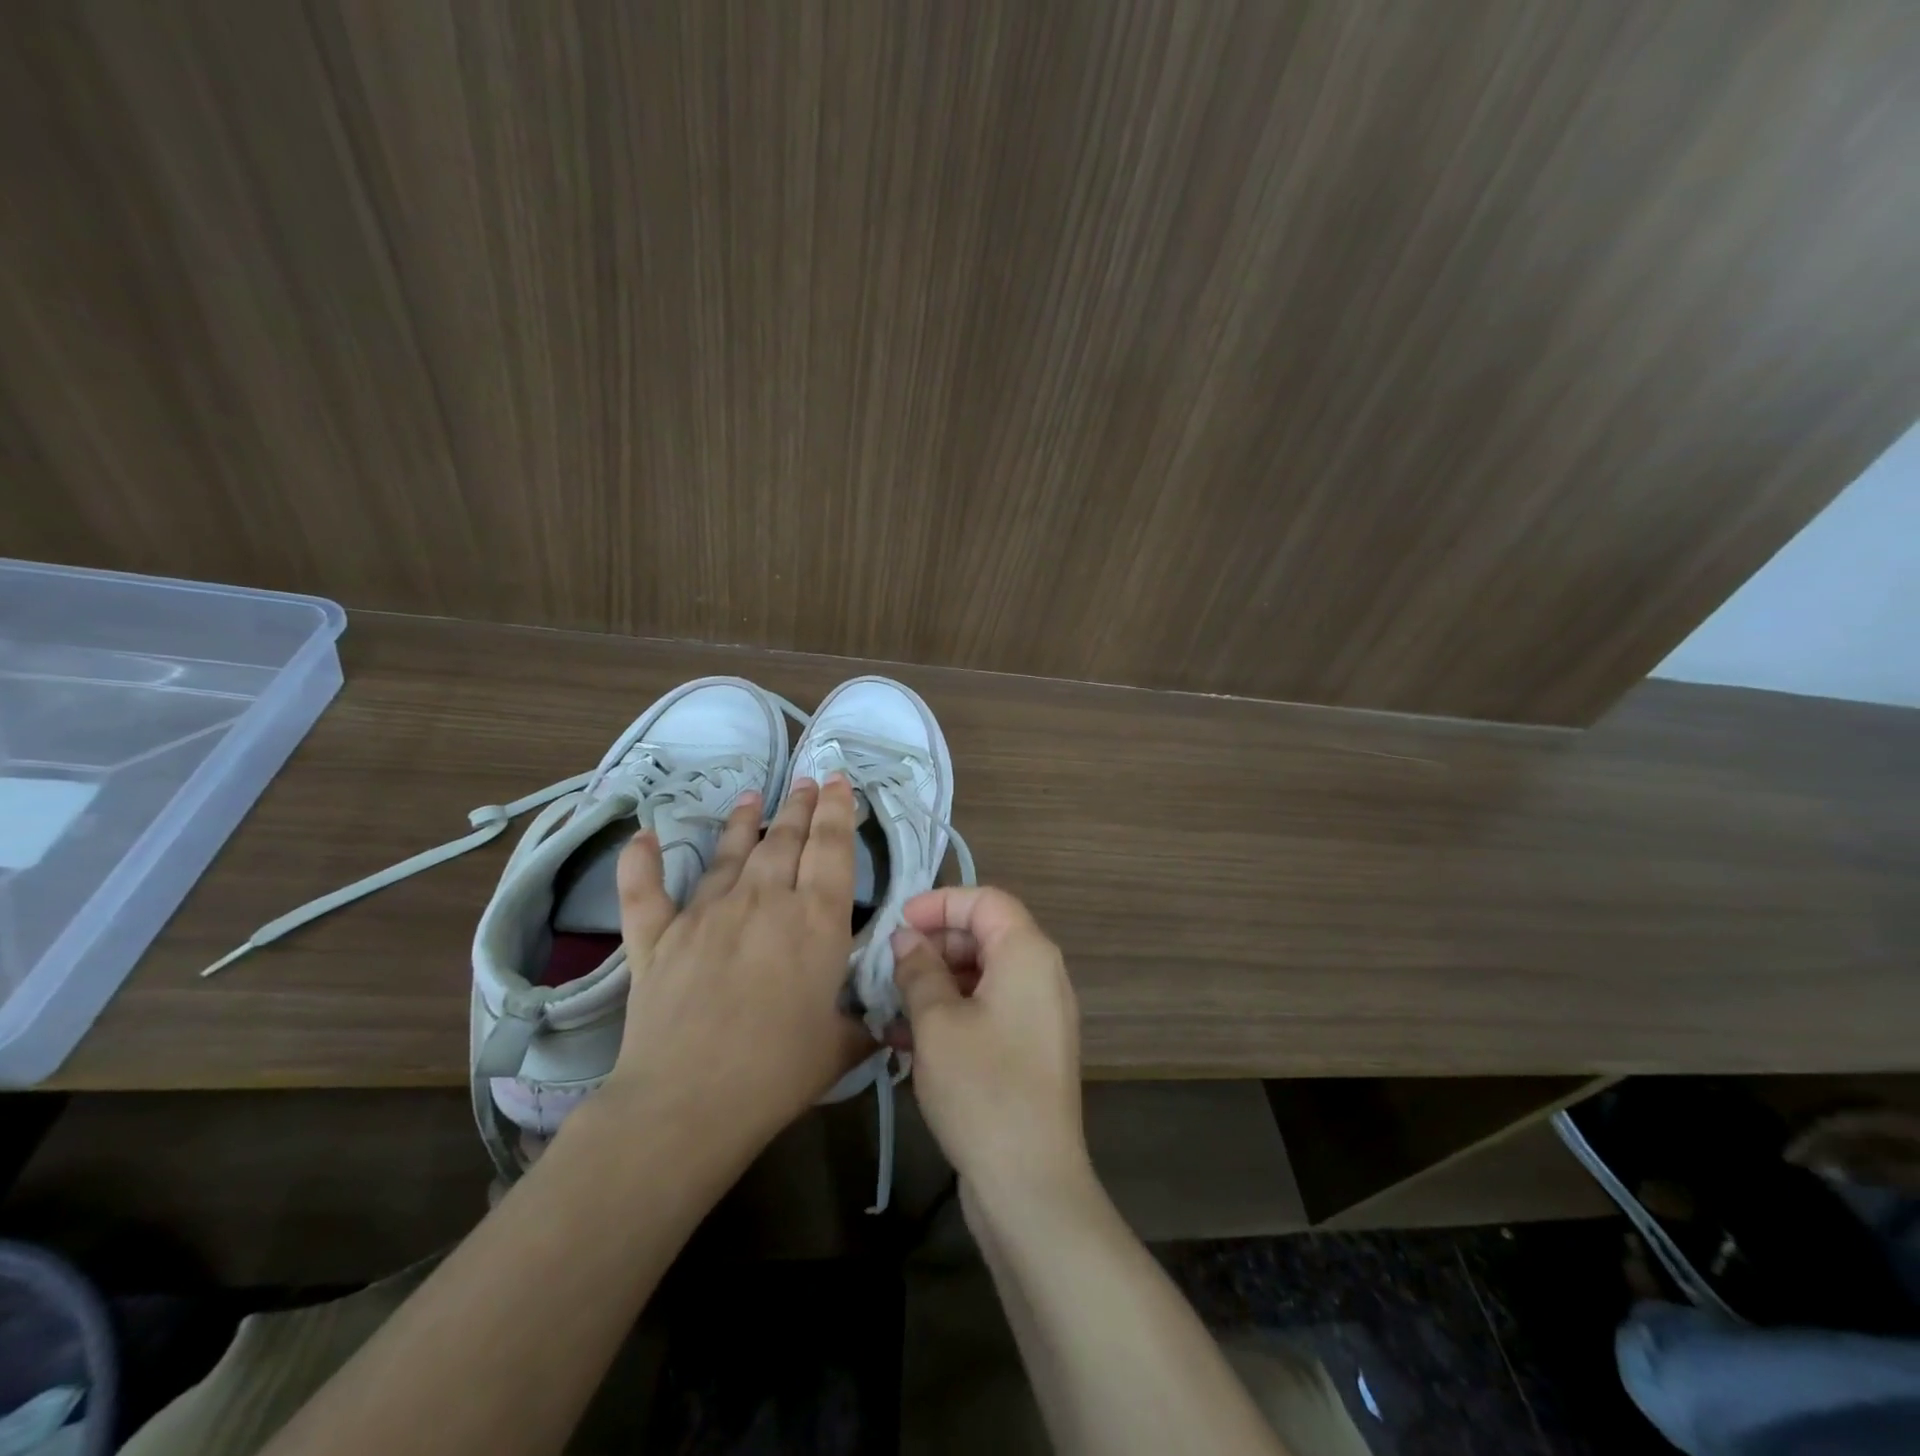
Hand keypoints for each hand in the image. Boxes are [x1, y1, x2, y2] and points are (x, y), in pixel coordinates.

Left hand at [601, 777, 869, 1158]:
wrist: (687, 1103)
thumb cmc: (778, 1073)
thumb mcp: (841, 1046)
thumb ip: (864, 1023)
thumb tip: (888, 1021)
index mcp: (816, 920)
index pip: (832, 848)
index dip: (837, 810)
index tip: (836, 781)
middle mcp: (764, 901)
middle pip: (785, 840)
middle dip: (798, 806)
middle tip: (805, 780)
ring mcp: (706, 914)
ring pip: (729, 854)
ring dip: (744, 822)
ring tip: (753, 796)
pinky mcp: (658, 938)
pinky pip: (645, 892)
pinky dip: (641, 864)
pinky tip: (643, 836)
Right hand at [890, 887, 1091, 1209]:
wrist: (1030, 1184)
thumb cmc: (982, 1087)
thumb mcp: (937, 1022)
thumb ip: (918, 969)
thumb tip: (906, 939)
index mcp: (1027, 953)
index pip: (985, 900)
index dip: (939, 904)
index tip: (897, 923)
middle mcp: (1041, 975)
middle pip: (984, 936)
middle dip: (933, 946)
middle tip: (889, 967)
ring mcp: (1038, 1015)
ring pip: (981, 976)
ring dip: (935, 984)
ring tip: (889, 1006)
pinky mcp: (1029, 1050)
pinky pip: (987, 1011)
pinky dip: (951, 1015)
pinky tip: (906, 1040)